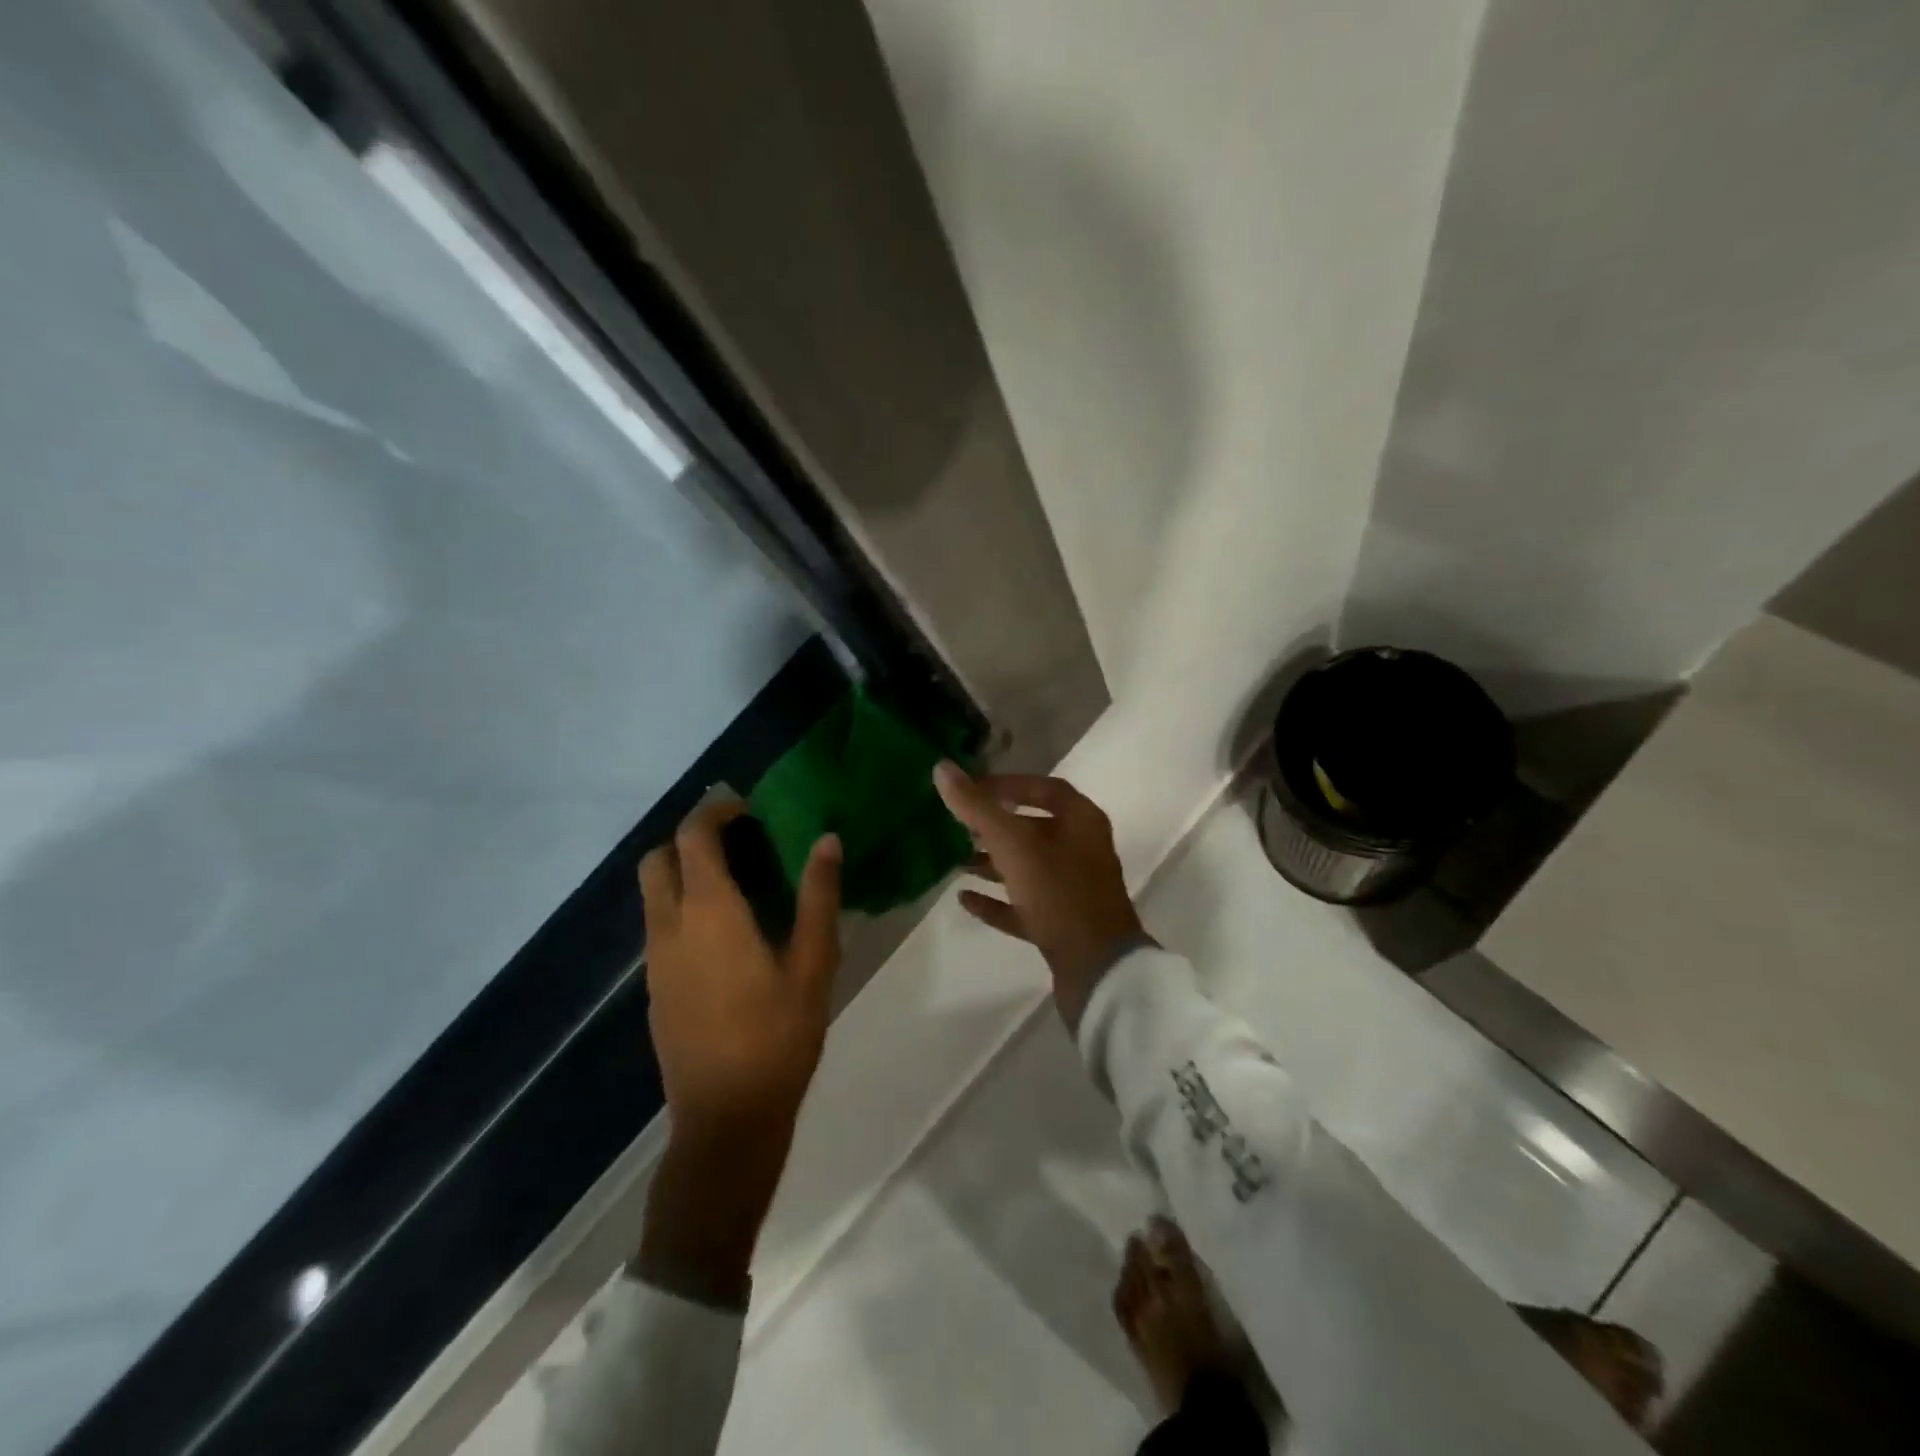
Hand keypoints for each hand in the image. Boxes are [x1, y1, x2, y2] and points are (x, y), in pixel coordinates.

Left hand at [633, 801, 840, 1306]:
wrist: (725, 1119)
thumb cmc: (778, 1037)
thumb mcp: (814, 964)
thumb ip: (818, 897)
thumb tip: (826, 840)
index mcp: (709, 913)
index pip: (694, 837)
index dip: (716, 811)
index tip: (750, 808)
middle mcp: (670, 927)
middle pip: (658, 859)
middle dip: (691, 838)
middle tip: (740, 843)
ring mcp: (655, 960)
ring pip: (655, 893)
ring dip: (686, 872)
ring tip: (741, 883)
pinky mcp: (654, 987)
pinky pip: (660, 925)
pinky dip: (684, 906)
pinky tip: (727, 933)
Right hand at [934, 761, 1148, 1030]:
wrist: (1099, 971)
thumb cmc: (1059, 894)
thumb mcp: (1014, 846)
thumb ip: (977, 808)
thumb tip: (941, 767)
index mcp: (1081, 821)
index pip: (1043, 788)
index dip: (1007, 785)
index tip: (971, 789)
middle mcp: (1081, 849)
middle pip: (1033, 827)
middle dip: (994, 826)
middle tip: (957, 826)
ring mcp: (1073, 889)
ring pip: (1027, 867)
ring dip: (992, 863)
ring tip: (955, 861)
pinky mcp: (1062, 924)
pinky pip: (1024, 904)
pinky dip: (997, 900)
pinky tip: (965, 899)